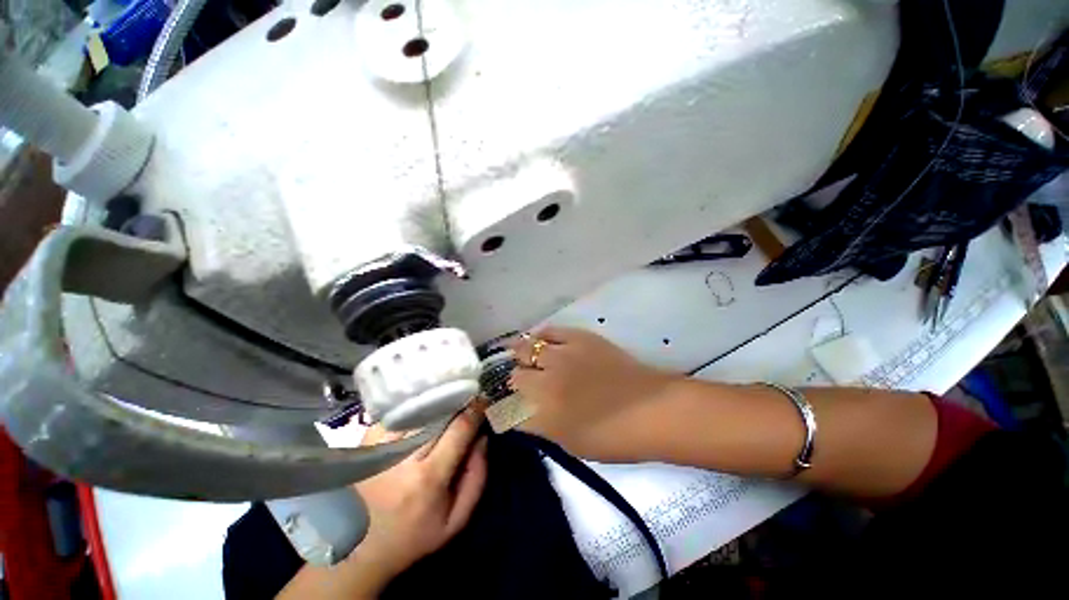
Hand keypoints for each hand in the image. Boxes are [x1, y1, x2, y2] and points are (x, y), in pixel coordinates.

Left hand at [344, 407, 487, 594]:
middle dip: (456, 404)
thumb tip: (482, 437)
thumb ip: (476, 476)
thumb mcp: (456, 519)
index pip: (458, 430)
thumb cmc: (414, 537)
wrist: (358, 552)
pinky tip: (420, 412)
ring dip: (435, 405)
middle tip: (466, 399)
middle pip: (438, 415)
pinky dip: (413, 411)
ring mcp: (380, 449)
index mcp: (428, 478)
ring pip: (417, 412)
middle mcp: (403, 459)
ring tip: (446, 405)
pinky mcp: (365, 445)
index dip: (474, 411)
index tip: (483, 401)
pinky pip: (397, 416)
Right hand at [509, 327, 676, 461]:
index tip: (505, 408)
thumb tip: (524, 416)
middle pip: (515, 376)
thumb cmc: (615, 437)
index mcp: (544, 414)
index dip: (504, 409)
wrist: (653, 409)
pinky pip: (550, 331)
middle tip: (519, 383)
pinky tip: (538, 339)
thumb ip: (542, 428)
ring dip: (520, 356)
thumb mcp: (571, 444)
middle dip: (513, 381)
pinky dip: (540, 335)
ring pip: (526, 349)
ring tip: (519, 356)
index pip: (509, 409)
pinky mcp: (579, 338)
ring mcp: (562, 356)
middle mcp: (546, 382)